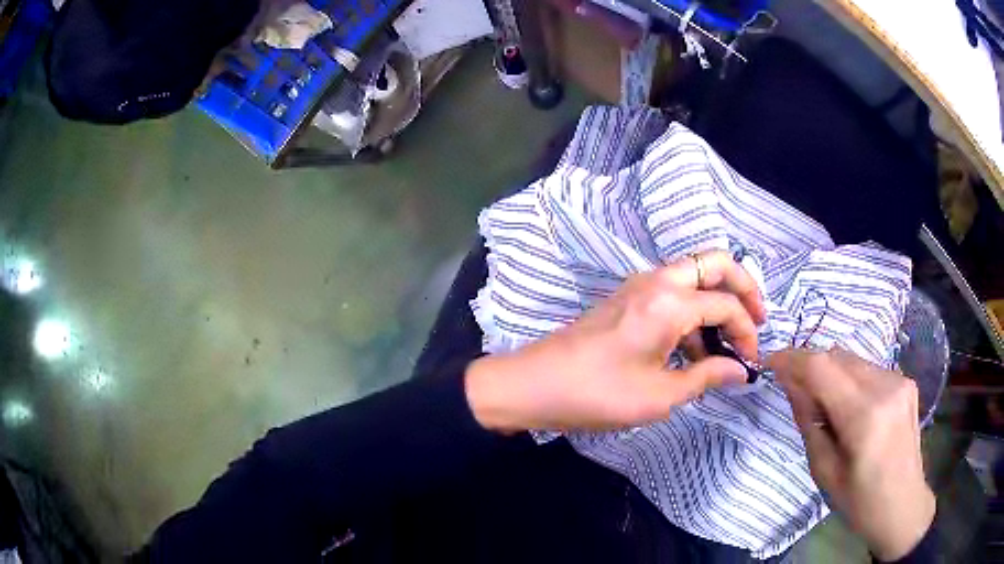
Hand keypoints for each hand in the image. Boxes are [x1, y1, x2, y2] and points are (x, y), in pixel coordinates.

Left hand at [466, 250, 765, 432]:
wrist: (535, 384)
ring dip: (716, 302)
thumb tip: (743, 370)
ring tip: (725, 347)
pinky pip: (672, 292)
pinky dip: (692, 311)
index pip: (727, 305)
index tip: (753, 361)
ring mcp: (638, 286)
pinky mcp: (626, 299)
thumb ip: (707, 377)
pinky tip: (693, 350)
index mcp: (669, 302)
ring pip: (693, 277)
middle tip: (757, 320)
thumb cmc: (598, 394)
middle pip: (714, 263)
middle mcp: (657, 281)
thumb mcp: (659, 395)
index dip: (747, 332)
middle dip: (743, 287)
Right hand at [767, 348, 935, 561]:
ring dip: (830, 373)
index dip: (791, 359)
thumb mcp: (824, 470)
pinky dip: (849, 379)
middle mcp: (886, 386)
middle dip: (809, 366)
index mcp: (865, 416)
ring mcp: (899, 380)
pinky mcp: (906, 381)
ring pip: (852, 359)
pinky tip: (848, 407)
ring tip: (822, 405)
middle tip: (792, 389)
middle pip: (837, 356)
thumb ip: (808, 421)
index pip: (822, 368)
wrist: (903, 505)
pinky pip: (868, 368)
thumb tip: (790, 384)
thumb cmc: (859, 501)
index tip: (769, 363)